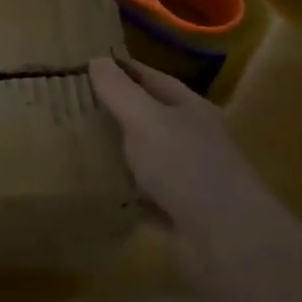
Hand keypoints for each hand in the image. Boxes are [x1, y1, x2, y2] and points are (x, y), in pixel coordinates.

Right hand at [88, 57, 272, 273]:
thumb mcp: (146, 120)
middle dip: (117, 111)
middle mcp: (195, 139)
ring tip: (79, 145)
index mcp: (190, 109)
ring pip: (149, 157)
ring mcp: (192, 178)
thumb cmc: (187, 166)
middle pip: (151, 117)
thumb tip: (97, 60)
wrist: (228, 241)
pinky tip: (102, 191)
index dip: (121, 69)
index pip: (151, 78)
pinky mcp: (184, 214)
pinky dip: (128, 193)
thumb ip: (120, 90)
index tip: (86, 66)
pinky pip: (148, 197)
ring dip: (122, 153)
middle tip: (72, 105)